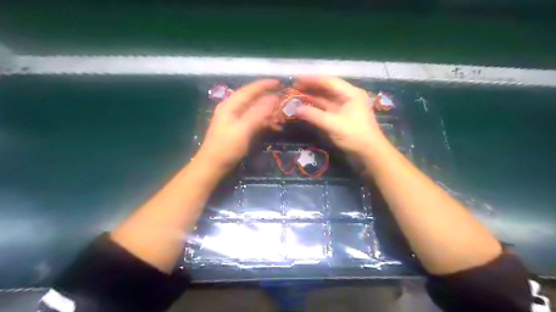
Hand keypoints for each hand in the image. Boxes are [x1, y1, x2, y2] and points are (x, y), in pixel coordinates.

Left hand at [197, 79, 280, 169]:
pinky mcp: (240, 129)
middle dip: (270, 101)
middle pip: (254, 99)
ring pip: (256, 110)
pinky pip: (255, 121)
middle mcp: (233, 108)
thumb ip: (258, 113)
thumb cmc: (226, 148)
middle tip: (286, 103)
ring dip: (270, 113)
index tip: (281, 82)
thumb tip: (273, 98)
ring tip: (283, 118)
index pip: (250, 90)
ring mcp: (236, 119)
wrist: (213, 166)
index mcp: (231, 105)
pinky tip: (275, 127)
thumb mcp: (243, 130)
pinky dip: (265, 122)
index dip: (265, 85)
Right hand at [293, 75, 386, 156]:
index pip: (328, 81)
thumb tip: (295, 109)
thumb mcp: (333, 124)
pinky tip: (306, 109)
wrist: (370, 153)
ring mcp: (345, 108)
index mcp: (350, 93)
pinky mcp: (342, 118)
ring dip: (312, 99)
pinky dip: (316, 109)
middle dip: (310, 88)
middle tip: (294, 89)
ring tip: (296, 98)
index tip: (296, 80)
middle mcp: (348, 97)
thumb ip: (313, 115)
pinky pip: (326, 109)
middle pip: (327, 89)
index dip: (311, 80)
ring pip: (326, 99)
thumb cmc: (355, 135)